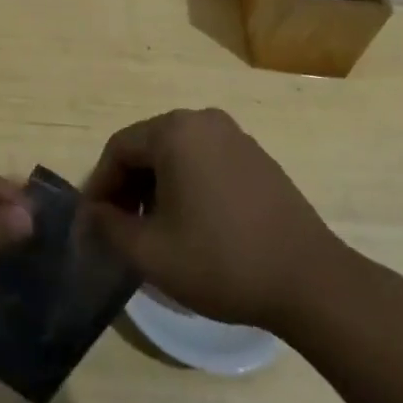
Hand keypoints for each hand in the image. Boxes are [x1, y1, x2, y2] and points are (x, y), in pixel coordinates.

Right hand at [83, 108, 367, 336]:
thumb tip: (90, 214)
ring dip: (157, 186)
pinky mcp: (256, 156)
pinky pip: (205, 160)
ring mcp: (234, 136)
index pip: (118, 149)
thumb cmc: (222, 262)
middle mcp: (202, 120)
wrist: (311, 282)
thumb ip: (110, 228)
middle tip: (121, 227)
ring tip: (155, 230)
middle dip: (128, 185)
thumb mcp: (152, 254)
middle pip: (148, 146)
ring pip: (177, 153)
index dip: (100, 185)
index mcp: (174, 132)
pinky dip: (188, 184)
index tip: (93, 223)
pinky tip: (194, 223)